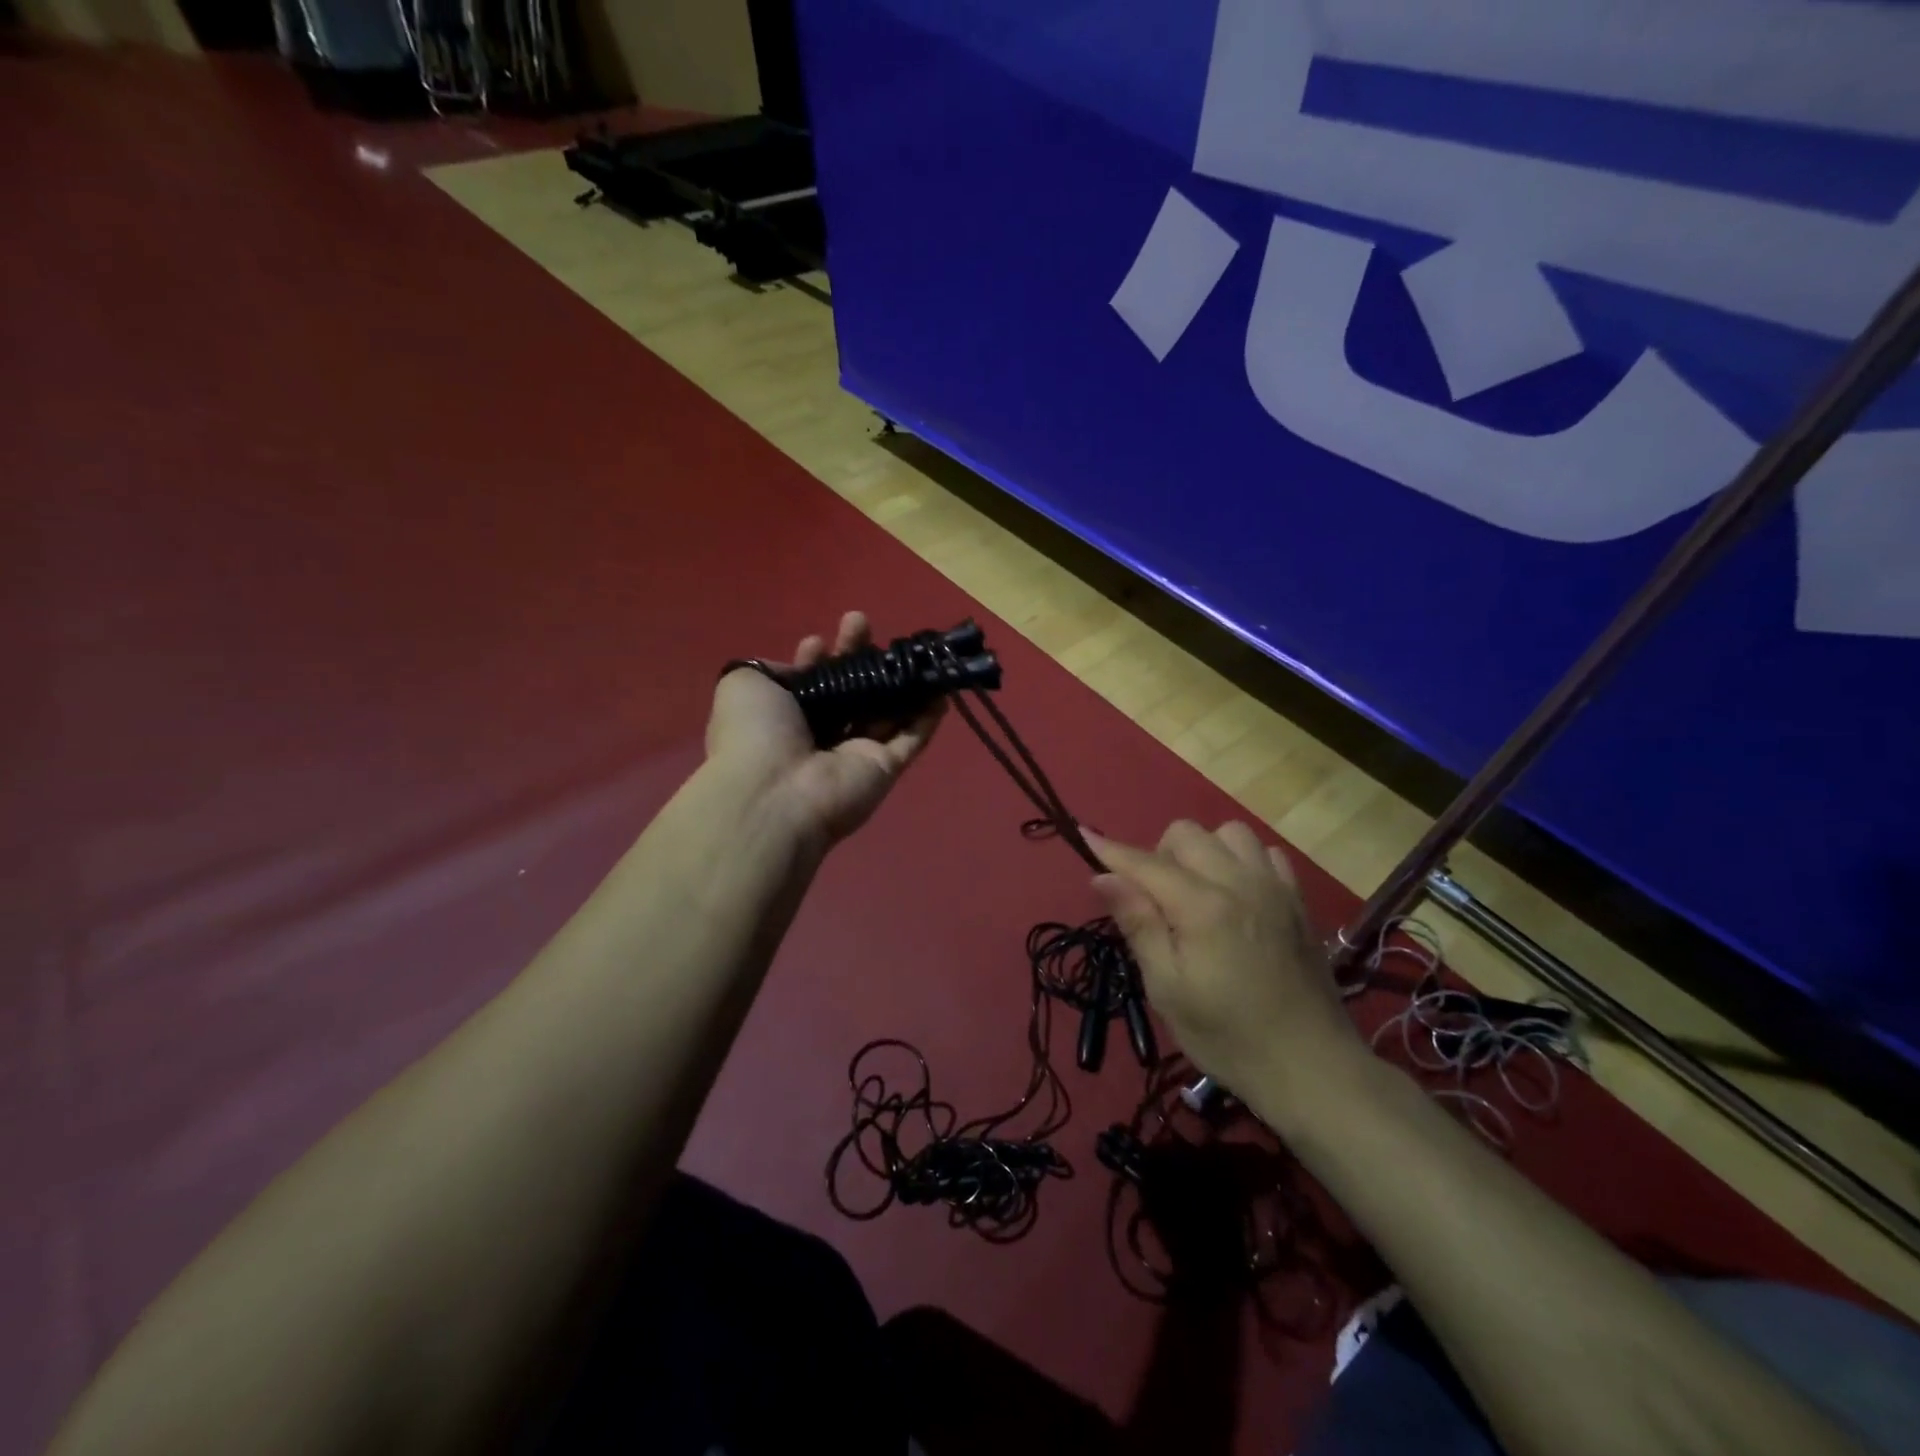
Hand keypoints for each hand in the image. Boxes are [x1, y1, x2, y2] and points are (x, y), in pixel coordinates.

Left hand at [707, 611, 942, 846]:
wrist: (777, 793)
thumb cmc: (756, 734)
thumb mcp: (743, 684)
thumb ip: (769, 668)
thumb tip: (803, 666)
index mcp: (784, 718)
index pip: (808, 684)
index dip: (816, 660)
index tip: (822, 641)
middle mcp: (820, 735)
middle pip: (848, 692)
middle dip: (857, 657)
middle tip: (862, 624)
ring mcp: (855, 753)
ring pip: (884, 712)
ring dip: (898, 681)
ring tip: (910, 648)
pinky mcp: (885, 768)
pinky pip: (912, 739)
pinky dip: (927, 718)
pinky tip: (940, 691)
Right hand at [1088, 821, 1364, 1102]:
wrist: (1312, 1067)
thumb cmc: (1228, 1036)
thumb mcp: (1168, 989)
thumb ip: (1138, 924)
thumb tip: (1104, 877)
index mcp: (1201, 906)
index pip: (1145, 863)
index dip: (1111, 850)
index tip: (1084, 835)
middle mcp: (1239, 882)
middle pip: (1185, 834)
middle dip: (1157, 854)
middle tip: (1153, 899)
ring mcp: (1274, 886)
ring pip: (1229, 832)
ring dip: (1203, 850)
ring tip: (1196, 890)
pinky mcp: (1298, 899)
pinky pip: (1265, 852)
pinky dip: (1241, 860)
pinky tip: (1236, 894)